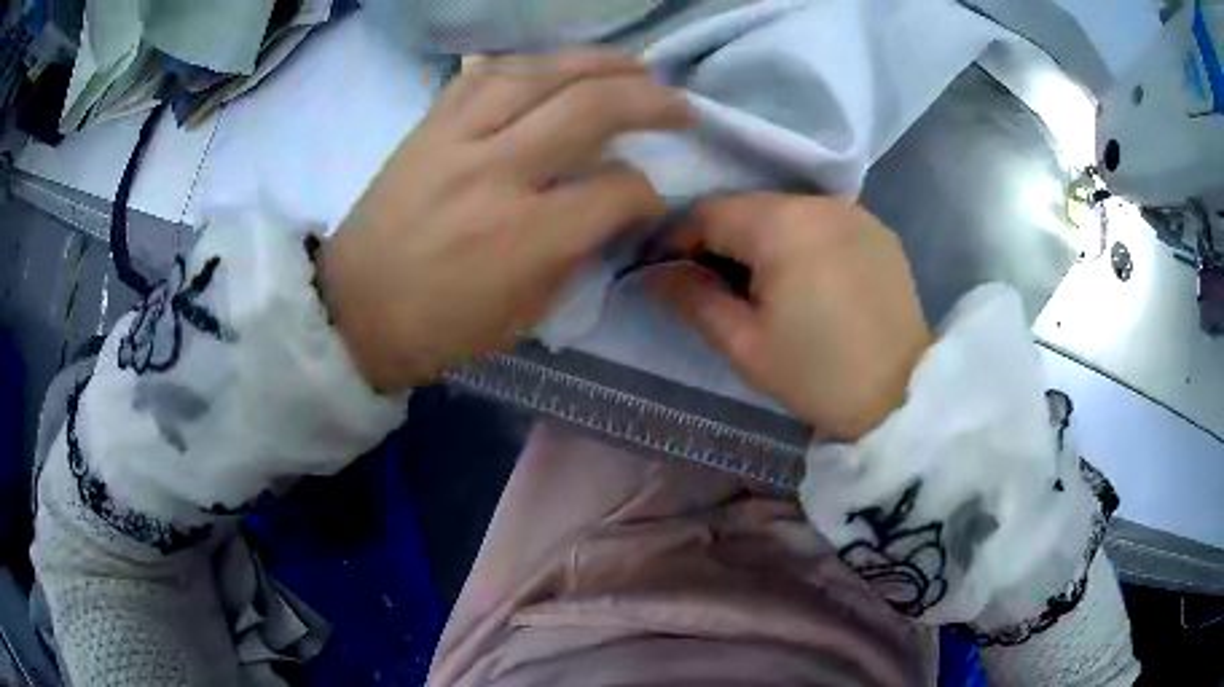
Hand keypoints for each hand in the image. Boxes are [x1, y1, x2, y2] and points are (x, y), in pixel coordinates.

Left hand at [319, 50, 691, 391]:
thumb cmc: (439, 330)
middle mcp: (495, 172)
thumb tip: (612, 212)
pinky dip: (531, 64)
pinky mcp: (427, 126)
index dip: (648, 192)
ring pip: (539, 73)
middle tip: (678, 104)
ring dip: (597, 63)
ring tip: (633, 64)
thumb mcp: (524, 316)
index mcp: (523, 237)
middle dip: (650, 101)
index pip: (615, 191)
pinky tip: (556, 66)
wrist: (352, 312)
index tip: (654, 196)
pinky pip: (486, 74)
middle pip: (589, 108)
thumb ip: (576, 256)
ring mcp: (455, 140)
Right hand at [651, 194, 930, 440]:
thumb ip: (694, 300)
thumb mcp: (745, 346)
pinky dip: (801, 239)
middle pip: (749, 206)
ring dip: (763, 237)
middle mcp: (818, 203)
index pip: (709, 211)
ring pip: (786, 210)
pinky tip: (806, 277)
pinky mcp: (878, 229)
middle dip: (722, 237)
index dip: (679, 238)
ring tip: (761, 282)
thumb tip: (656, 274)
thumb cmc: (817, 376)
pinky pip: (822, 221)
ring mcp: (854, 212)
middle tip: (712, 281)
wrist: (901, 396)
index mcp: (782, 226)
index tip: (668, 270)